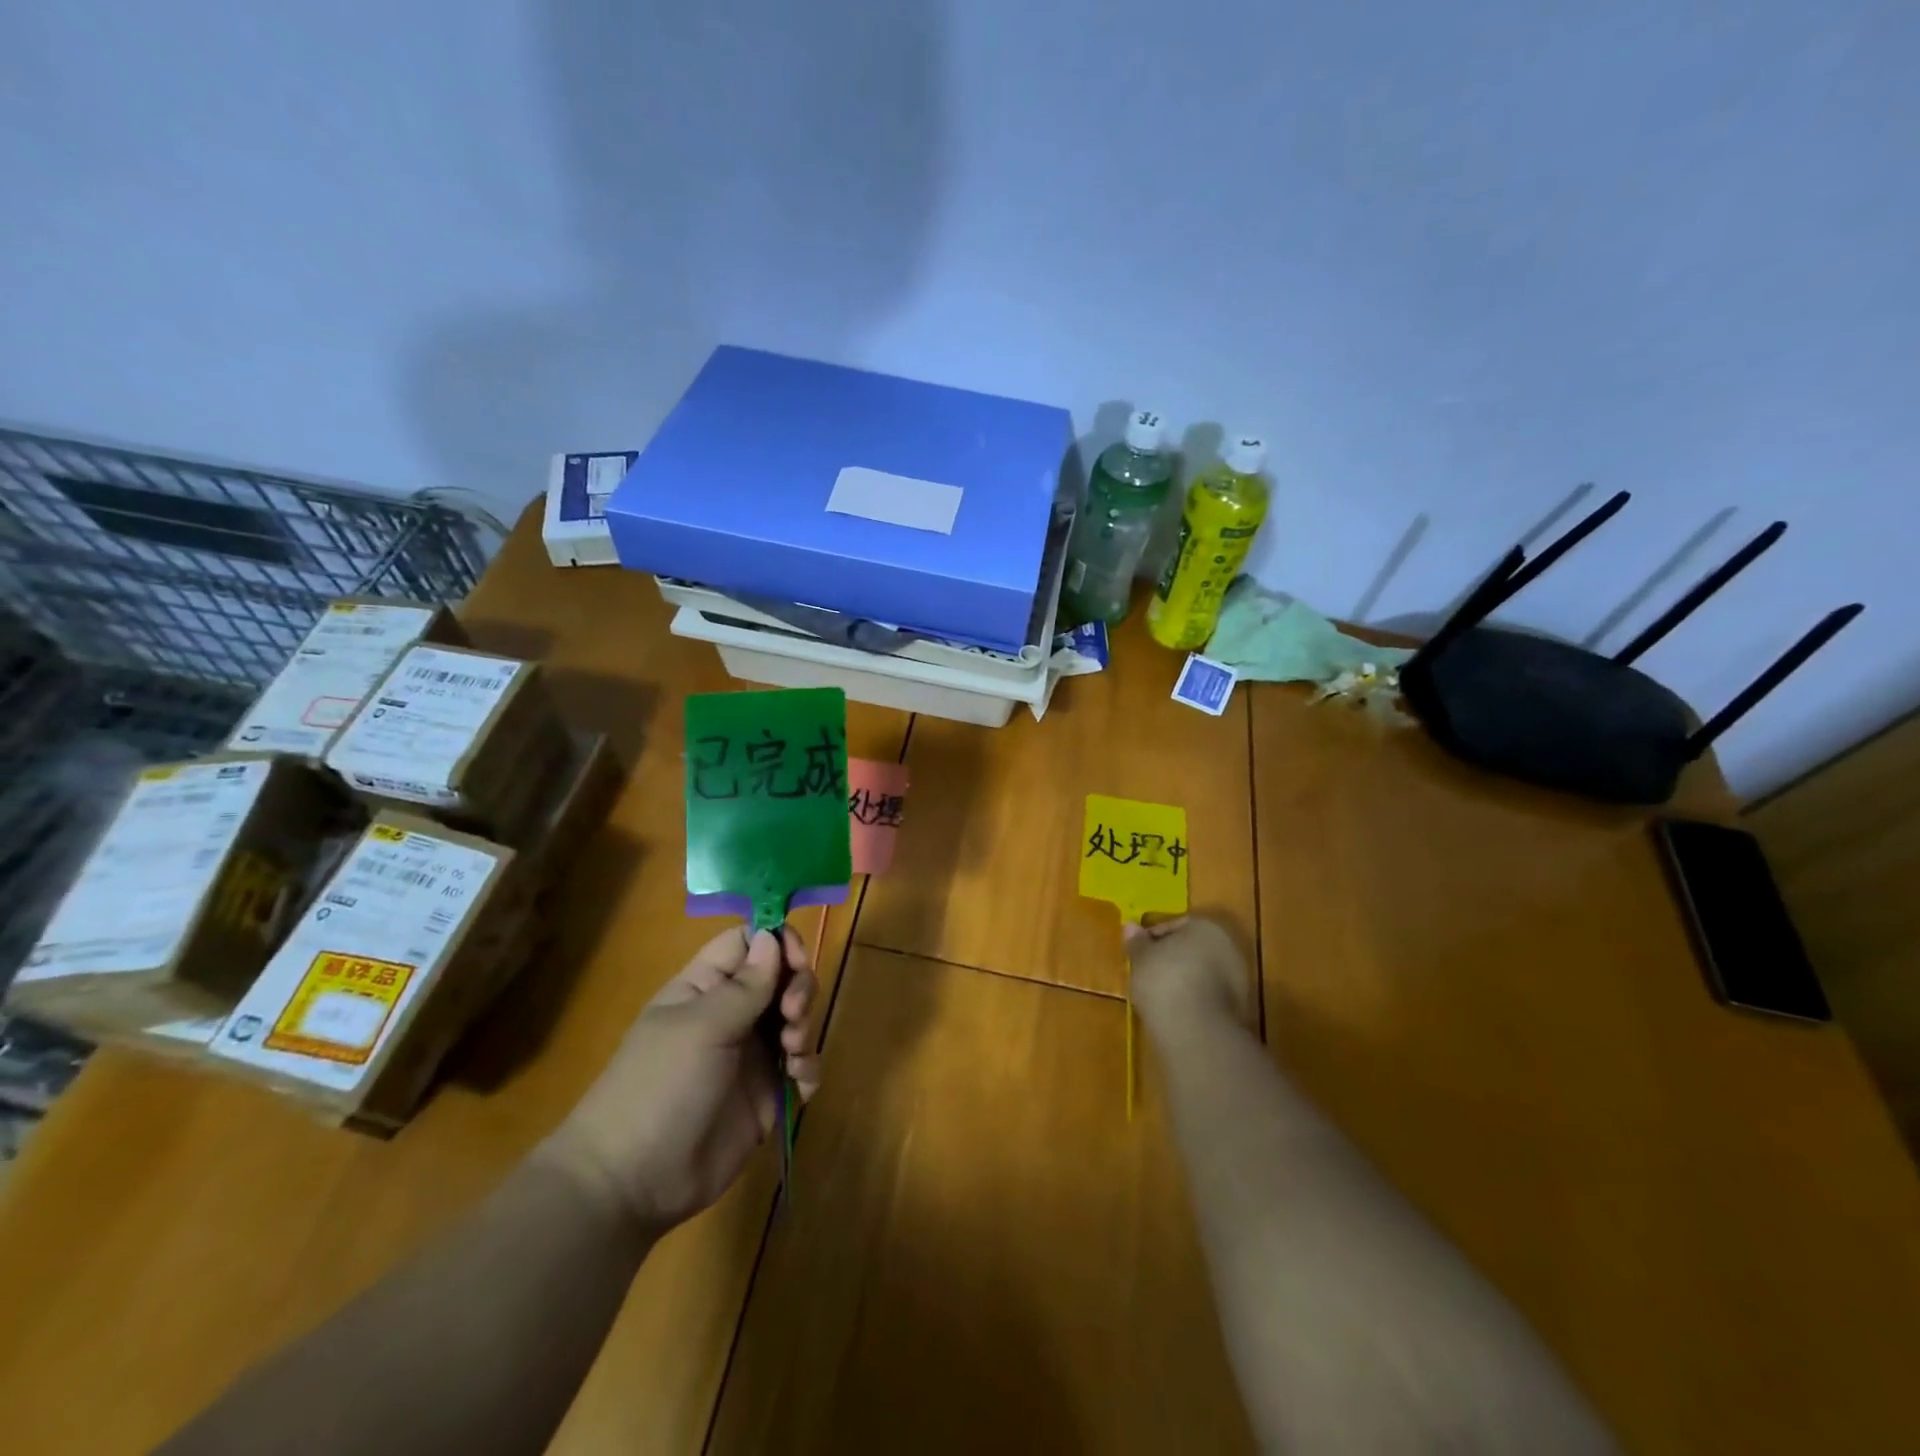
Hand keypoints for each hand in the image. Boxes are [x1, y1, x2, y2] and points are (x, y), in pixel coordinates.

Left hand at [540, 926, 820, 1234]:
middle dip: (798, 988)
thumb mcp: (702, 1028)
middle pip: (782, 978)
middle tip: (792, 1015)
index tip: (797, 960)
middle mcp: (732, 1014)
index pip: (748, 942)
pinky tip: (799, 1085)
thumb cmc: (660, 1087)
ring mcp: (751, 1055)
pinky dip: (808, 1069)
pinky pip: (801, 1067)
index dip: (778, 942)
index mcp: (706, 987)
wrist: (635, 1182)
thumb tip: (772, 935)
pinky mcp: (766, 1094)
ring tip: (792, 1054)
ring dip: (805, 1028)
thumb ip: (745, 985)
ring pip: (796, 1019)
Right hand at [1126, 916, 1253, 1036]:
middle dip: (1171, 959)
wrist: (1197, 1032)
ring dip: (1184, 980)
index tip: (1137, 955)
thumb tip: (1130, 926)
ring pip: (1203, 973)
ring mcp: (1239, 978)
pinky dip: (1194, 999)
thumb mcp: (1141, 958)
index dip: (1152, 939)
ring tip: (1158, 996)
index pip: (1174, 925)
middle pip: (1192, 948)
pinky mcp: (1240, 1008)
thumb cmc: (1164, 981)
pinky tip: (1176, 1012)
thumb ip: (1136, 941)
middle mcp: (1228, 946)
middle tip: (1147, 974)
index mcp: (1206, 926)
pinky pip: (1210, 996)